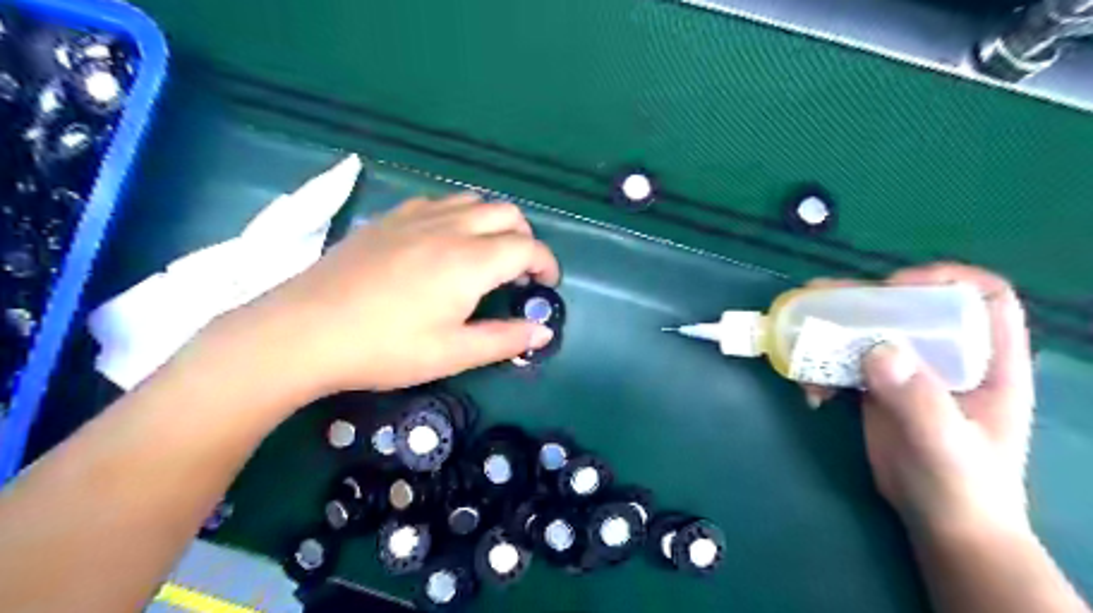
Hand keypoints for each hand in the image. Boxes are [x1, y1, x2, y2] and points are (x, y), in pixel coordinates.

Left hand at [225, 192, 557, 396]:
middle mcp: (450, 228)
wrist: (304, 331)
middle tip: (519, 272)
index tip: (546, 286)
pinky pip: (439, 202)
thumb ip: (504, 340)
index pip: (527, 248)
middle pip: (507, 213)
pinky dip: (459, 215)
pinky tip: (443, 242)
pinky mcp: (389, 218)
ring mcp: (416, 217)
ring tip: (486, 254)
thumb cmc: (385, 348)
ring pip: (474, 201)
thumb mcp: (452, 354)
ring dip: (493, 223)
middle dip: (525, 238)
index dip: (546, 264)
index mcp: (470, 261)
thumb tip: (544, 330)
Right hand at [804, 266, 1035, 538]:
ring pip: (870, 330)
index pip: (982, 297)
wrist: (942, 525)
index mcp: (988, 362)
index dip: (943, 280)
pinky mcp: (877, 388)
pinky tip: (811, 393)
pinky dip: (822, 368)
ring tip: (800, 341)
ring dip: (831, 332)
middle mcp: (948, 357)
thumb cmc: (963, 487)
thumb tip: (878, 348)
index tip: (895, 288)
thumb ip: (918, 398)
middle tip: (820, 302)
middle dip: (864, 300)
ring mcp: (909, 371)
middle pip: (909, 307)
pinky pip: (845, 362)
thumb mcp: (946, 444)